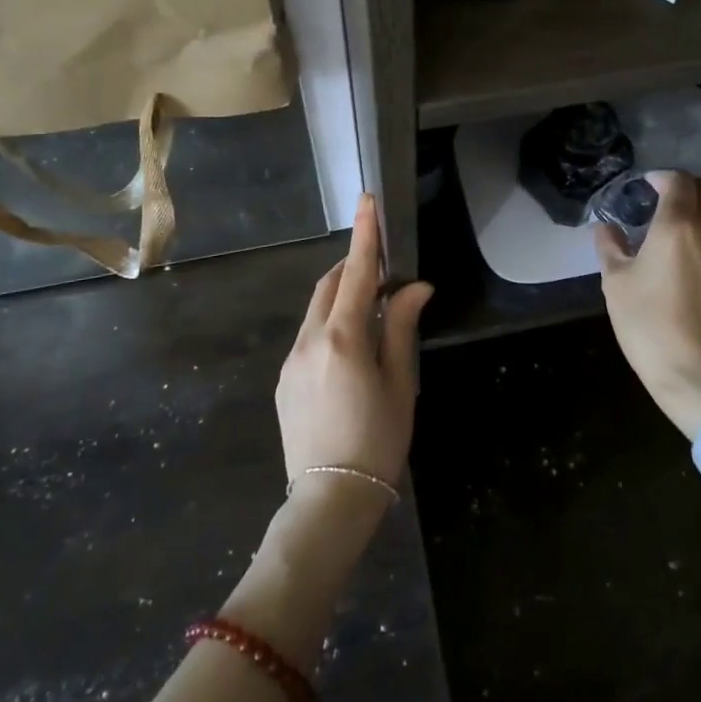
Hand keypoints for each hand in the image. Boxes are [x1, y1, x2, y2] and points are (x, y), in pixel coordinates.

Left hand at [277, 194, 432, 493]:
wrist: (330, 501)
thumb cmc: (378, 440)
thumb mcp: (400, 382)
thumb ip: (401, 327)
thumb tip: (416, 286)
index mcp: (342, 338)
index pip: (357, 273)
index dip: (364, 234)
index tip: (366, 200)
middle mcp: (309, 341)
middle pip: (329, 286)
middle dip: (353, 266)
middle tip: (382, 267)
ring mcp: (291, 361)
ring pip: (316, 311)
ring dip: (341, 297)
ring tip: (370, 309)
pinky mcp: (285, 381)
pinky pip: (308, 336)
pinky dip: (329, 324)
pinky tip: (350, 349)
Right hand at [594, 170, 700, 438]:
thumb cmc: (652, 327)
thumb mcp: (616, 286)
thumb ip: (611, 249)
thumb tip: (606, 228)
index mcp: (679, 227)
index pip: (679, 181)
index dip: (661, 177)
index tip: (643, 186)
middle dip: (690, 186)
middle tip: (662, 200)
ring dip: (699, 212)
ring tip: (667, 231)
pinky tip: (681, 260)